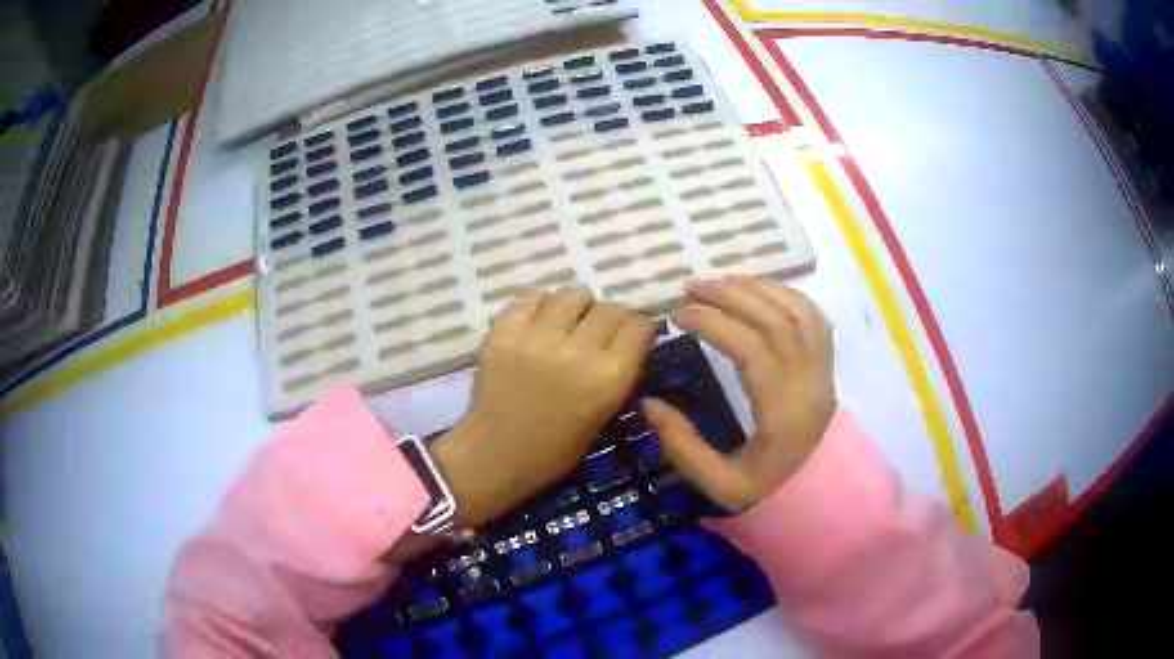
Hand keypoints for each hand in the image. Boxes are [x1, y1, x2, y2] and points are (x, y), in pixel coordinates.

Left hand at [431, 287, 655, 527]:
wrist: (495, 454)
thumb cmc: (554, 449)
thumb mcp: (603, 415)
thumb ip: (620, 373)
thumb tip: (631, 340)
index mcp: (609, 377)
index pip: (639, 326)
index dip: (640, 327)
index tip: (633, 334)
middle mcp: (579, 349)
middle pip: (610, 308)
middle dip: (611, 318)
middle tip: (598, 333)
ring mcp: (539, 336)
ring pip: (574, 294)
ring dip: (578, 307)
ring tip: (568, 324)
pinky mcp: (506, 330)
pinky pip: (534, 296)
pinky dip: (542, 305)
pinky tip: (540, 323)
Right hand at [640, 277, 834, 512]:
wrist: (813, 495)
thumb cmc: (764, 490)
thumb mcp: (718, 484)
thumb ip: (682, 446)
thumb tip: (648, 402)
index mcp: (783, 414)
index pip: (751, 349)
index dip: (713, 323)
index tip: (677, 314)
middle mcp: (810, 384)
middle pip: (775, 321)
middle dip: (729, 296)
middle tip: (690, 287)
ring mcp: (825, 371)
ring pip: (797, 312)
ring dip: (757, 288)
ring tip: (719, 282)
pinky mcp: (828, 364)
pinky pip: (814, 316)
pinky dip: (785, 294)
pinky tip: (757, 290)